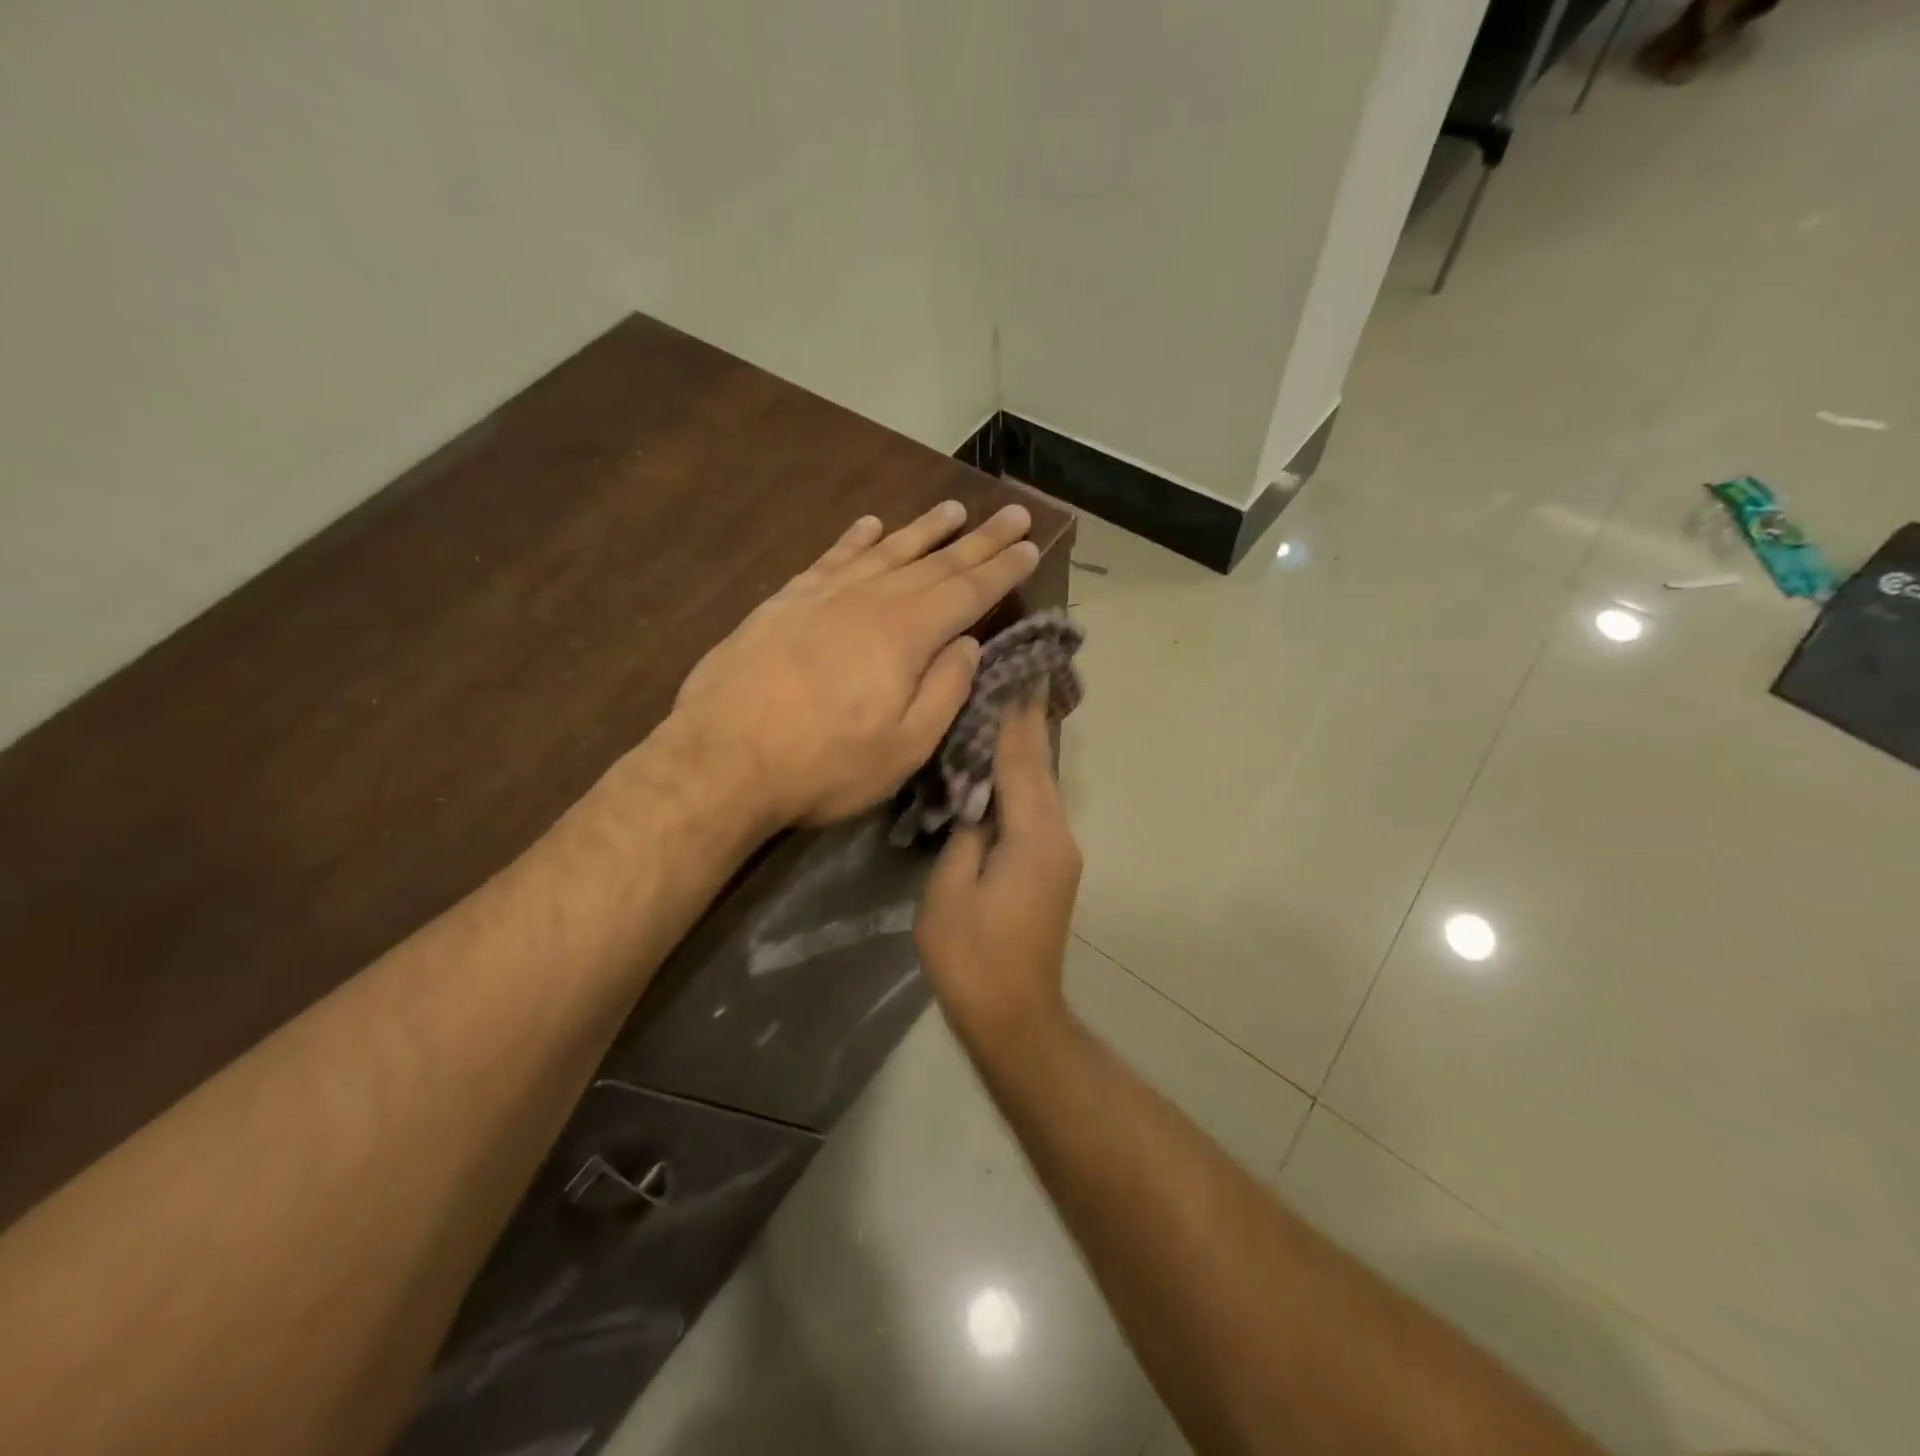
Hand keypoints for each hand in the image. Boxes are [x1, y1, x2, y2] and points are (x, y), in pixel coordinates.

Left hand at [672, 500, 1039, 828]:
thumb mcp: (904, 747)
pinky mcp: (784, 602)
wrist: (721, 760)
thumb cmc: (823, 765)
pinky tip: (869, 525)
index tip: (1031, 544)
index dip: (1003, 569)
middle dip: (979, 539)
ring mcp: (822, 595)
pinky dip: (854, 539)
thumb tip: (969, 644)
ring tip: (953, 510)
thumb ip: (945, 691)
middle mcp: (870, 599)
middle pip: (935, 562)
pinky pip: (829, 558)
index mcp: (907, 635)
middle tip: (1012, 511)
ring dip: (922, 530)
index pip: (968, 591)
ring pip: (885, 551)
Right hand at [916, 694, 1081, 1044]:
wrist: (1014, 1017)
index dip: (1016, 714)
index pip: (1023, 760)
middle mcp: (1057, 834)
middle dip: (1024, 721)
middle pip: (1039, 766)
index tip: (1016, 669)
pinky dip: (1019, 778)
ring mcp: (1059, 851)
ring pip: (1039, 785)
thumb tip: (976, 803)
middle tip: (1008, 674)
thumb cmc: (972, 957)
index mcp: (1035, 836)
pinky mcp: (1051, 866)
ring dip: (1022, 747)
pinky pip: (1034, 808)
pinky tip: (999, 763)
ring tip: (1001, 705)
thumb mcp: (950, 892)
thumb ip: (964, 835)